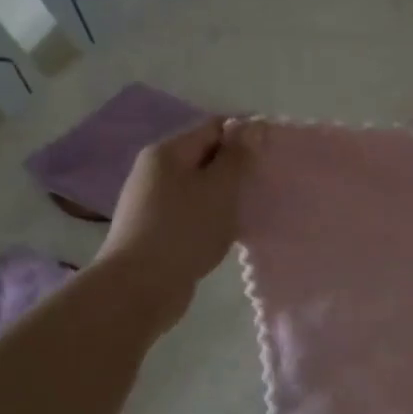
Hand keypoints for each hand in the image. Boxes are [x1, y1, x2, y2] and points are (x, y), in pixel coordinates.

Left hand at [95, 117, 255, 328]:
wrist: (139, 287)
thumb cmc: (184, 230)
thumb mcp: (220, 188)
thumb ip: (237, 157)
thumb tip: (249, 129)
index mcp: (168, 152)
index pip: (213, 126)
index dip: (245, 134)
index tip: (272, 151)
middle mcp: (155, 170)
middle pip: (204, 155)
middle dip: (236, 167)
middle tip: (265, 183)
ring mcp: (151, 201)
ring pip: (199, 186)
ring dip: (225, 194)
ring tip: (251, 209)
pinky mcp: (154, 229)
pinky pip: (191, 211)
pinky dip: (211, 215)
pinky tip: (228, 232)